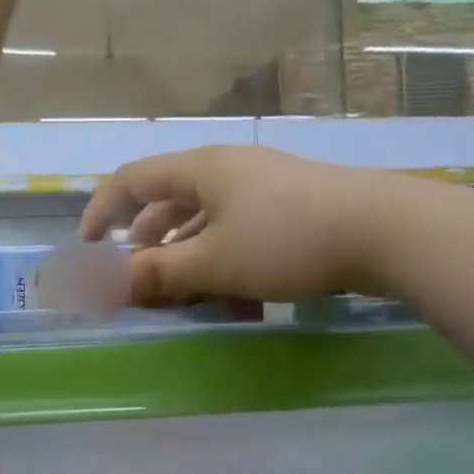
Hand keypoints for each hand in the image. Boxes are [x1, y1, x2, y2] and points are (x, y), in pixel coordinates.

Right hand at [79, 146, 369, 304]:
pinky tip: (241, 302)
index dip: (101, 211)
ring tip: (192, 303)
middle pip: (169, 205)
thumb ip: (156, 273)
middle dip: (149, 249)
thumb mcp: (213, 262)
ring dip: (190, 264)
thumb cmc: (286, 240)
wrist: (386, 231)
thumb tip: (103, 285)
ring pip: (206, 225)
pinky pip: (240, 235)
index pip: (132, 180)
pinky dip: (227, 265)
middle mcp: (227, 171)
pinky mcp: (291, 209)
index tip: (87, 248)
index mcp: (201, 170)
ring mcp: (262, 188)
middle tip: (142, 284)